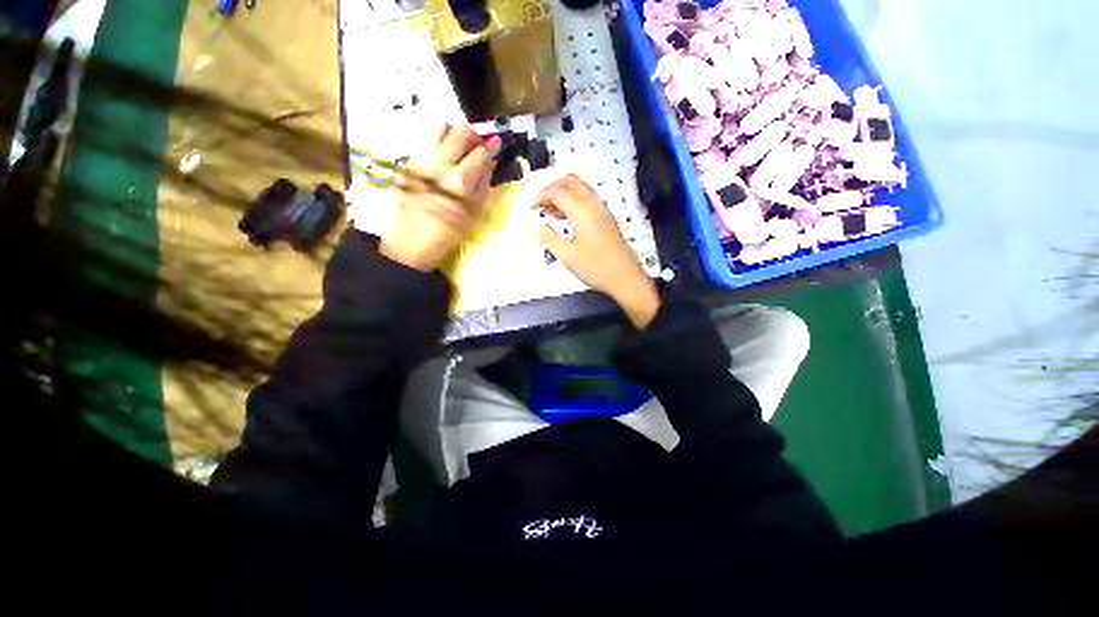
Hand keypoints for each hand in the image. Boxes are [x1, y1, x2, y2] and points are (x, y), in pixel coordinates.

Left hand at [380, 124, 500, 270]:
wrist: (415, 237)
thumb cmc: (449, 229)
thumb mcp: (474, 211)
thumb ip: (484, 184)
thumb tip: (491, 163)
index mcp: (459, 182)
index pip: (479, 153)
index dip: (491, 145)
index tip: (496, 142)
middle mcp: (440, 165)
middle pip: (459, 132)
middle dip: (472, 134)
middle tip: (476, 143)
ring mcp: (422, 160)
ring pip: (437, 127)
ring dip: (452, 131)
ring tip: (458, 144)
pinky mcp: (410, 161)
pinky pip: (425, 139)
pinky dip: (438, 139)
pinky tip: (443, 152)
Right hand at [535, 175, 659, 327]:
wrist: (625, 277)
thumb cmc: (596, 268)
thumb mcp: (567, 256)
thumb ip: (549, 238)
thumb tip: (536, 227)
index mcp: (582, 211)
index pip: (557, 192)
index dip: (540, 196)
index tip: (530, 208)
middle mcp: (593, 204)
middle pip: (570, 181)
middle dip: (552, 187)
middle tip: (540, 203)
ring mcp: (602, 210)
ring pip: (580, 189)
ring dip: (563, 194)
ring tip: (548, 211)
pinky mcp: (606, 218)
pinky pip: (587, 200)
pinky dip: (572, 202)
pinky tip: (564, 219)